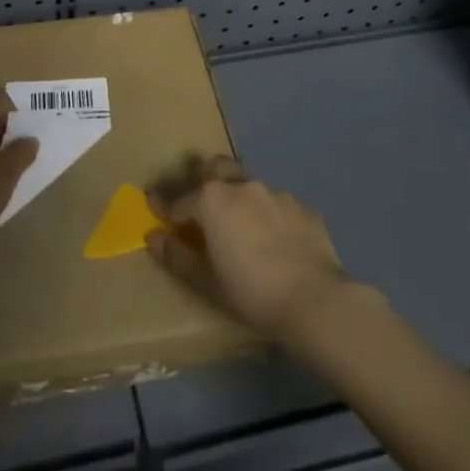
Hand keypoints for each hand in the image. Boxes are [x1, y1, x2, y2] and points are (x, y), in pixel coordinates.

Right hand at [148, 157, 347, 341]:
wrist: (315, 300)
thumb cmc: (250, 291)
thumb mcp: (205, 280)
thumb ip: (176, 255)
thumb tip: (154, 237)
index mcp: (212, 199)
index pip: (179, 199)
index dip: (166, 208)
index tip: (158, 213)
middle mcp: (243, 186)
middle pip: (216, 169)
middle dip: (205, 183)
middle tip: (204, 211)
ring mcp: (277, 194)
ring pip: (250, 186)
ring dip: (241, 200)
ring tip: (244, 230)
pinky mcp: (304, 209)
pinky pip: (278, 206)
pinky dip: (270, 217)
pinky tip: (277, 243)